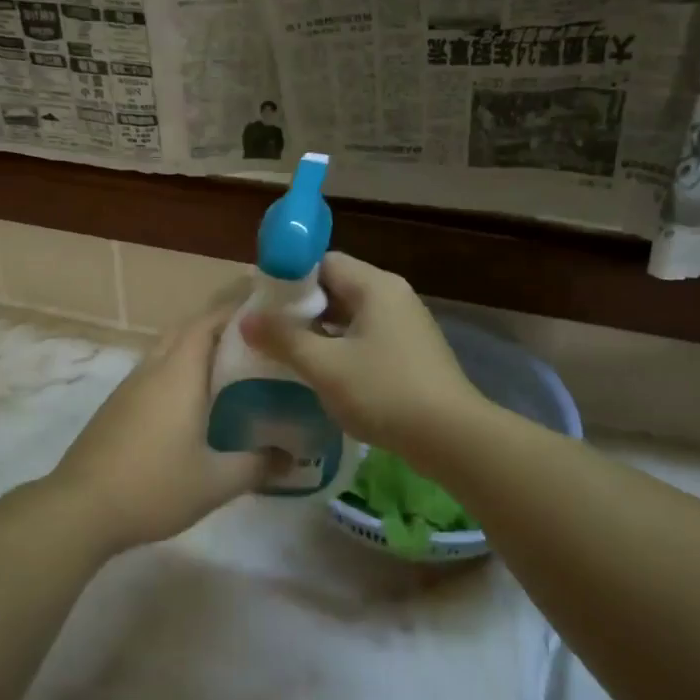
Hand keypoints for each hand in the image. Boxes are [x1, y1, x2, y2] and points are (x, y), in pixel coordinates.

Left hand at [46, 297, 277, 553]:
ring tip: (231, 364)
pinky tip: (195, 400)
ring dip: (196, 347)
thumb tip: (291, 458)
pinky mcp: (117, 406)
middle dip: (219, 324)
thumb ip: (257, 465)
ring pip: (168, 349)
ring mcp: (130, 386)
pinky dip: (179, 370)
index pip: (209, 321)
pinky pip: (155, 371)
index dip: (236, 309)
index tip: (267, 309)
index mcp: (179, 373)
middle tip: (255, 337)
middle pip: (187, 329)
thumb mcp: (216, 482)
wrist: (79, 509)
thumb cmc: (153, 487)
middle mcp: (154, 368)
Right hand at [241, 251, 483, 454]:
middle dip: (300, 307)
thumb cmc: (384, 391)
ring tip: (285, 351)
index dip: (288, 277)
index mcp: (375, 285)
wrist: (452, 437)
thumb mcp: (325, 366)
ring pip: (351, 315)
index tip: (260, 301)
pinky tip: (321, 371)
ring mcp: (406, 324)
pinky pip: (366, 336)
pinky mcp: (411, 352)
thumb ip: (283, 339)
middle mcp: (393, 295)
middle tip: (267, 329)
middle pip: (337, 286)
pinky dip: (341, 346)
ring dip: (319, 330)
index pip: (323, 262)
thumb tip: (247, 319)